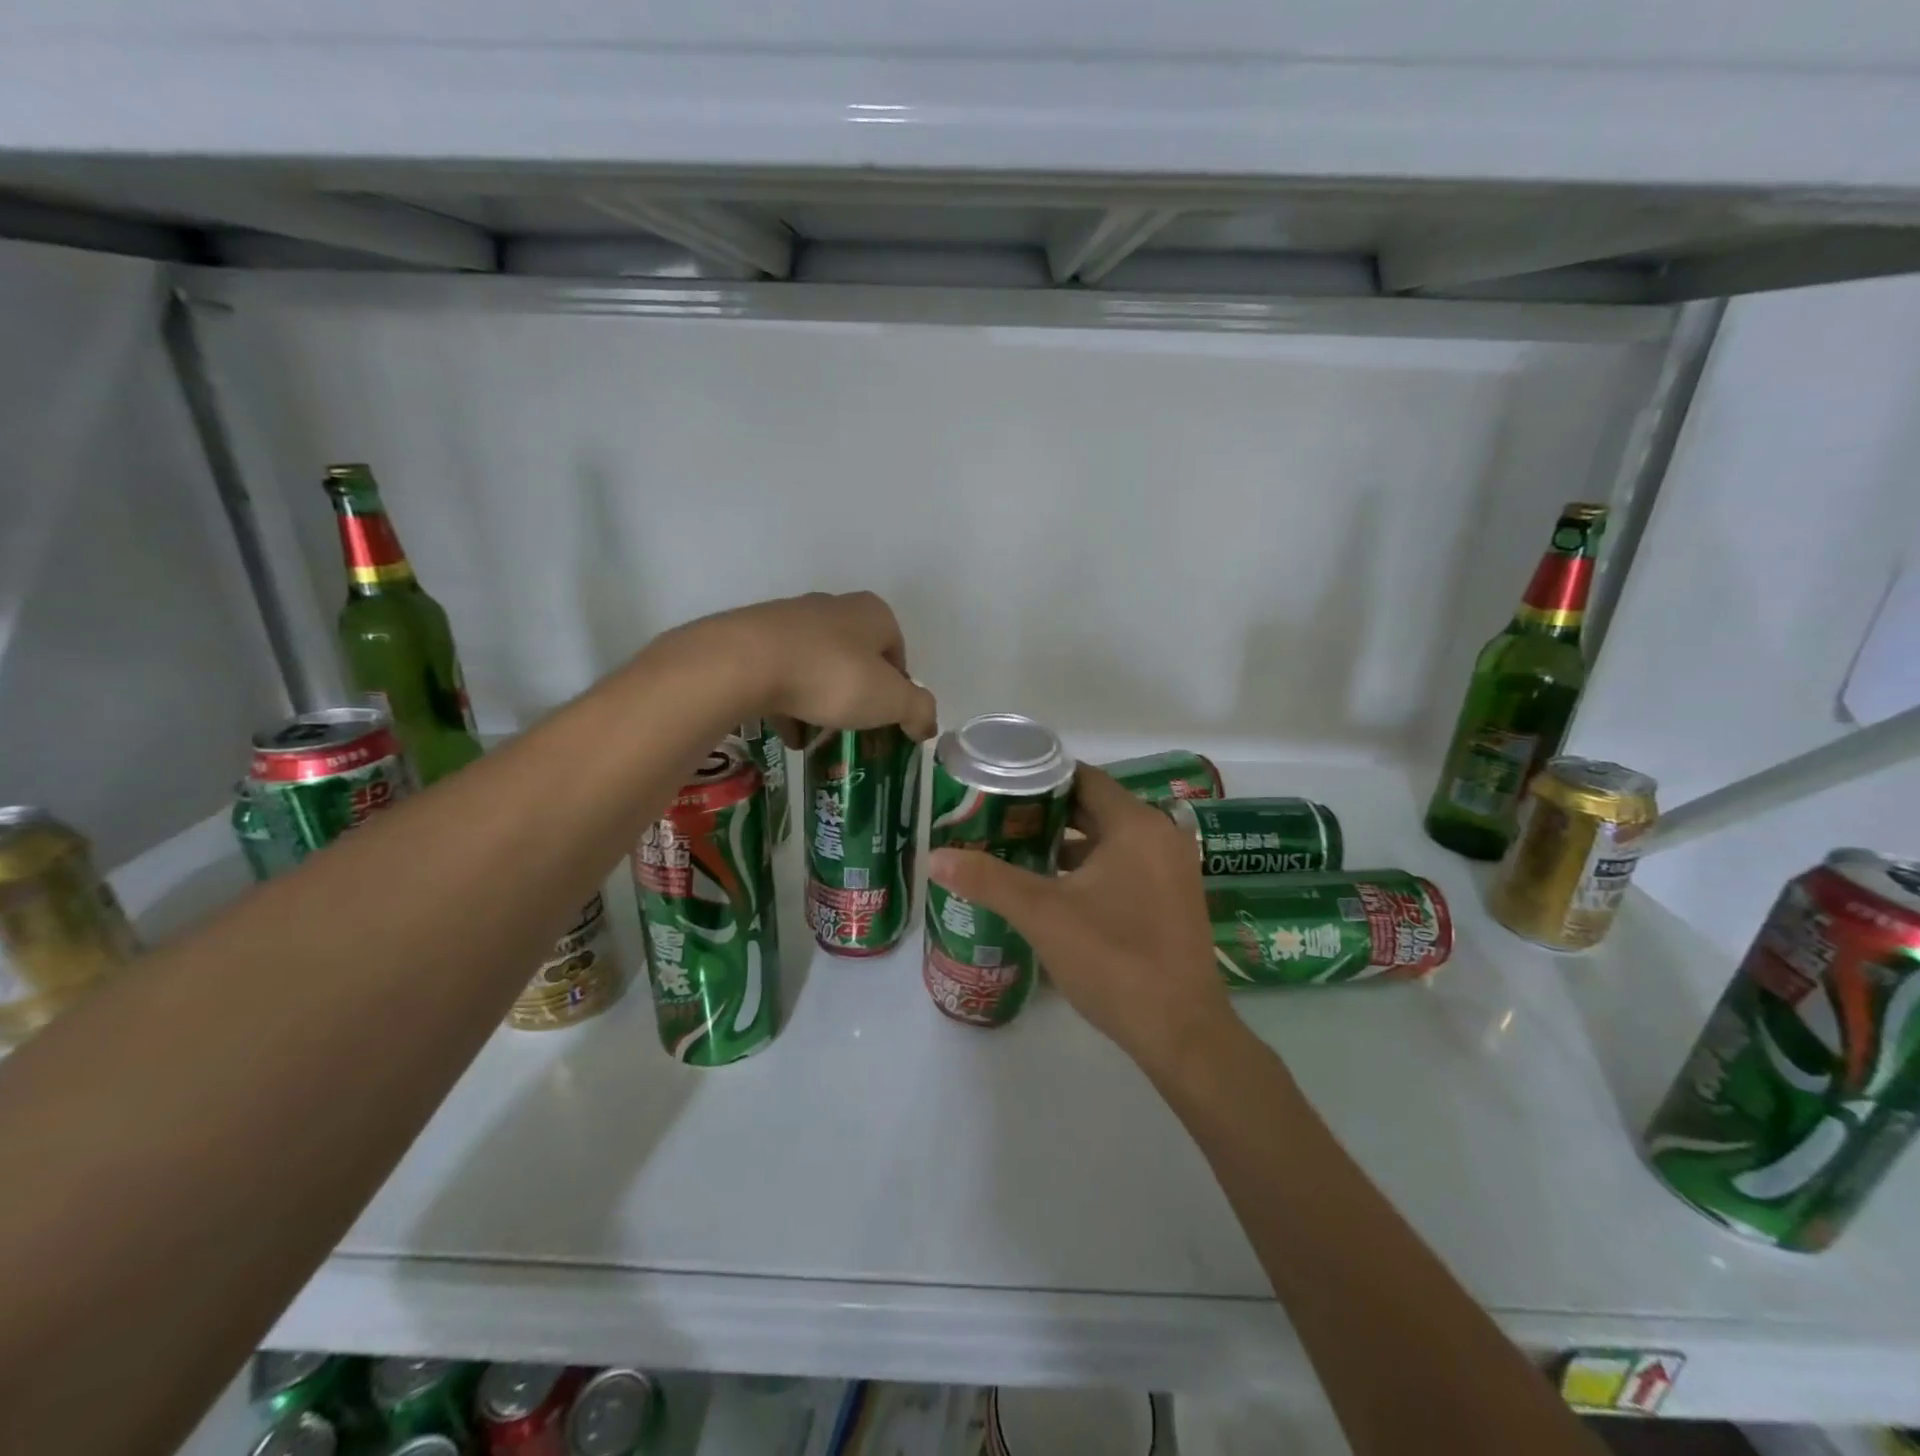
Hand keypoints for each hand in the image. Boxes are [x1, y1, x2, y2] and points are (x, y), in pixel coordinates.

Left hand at [674, 592, 938, 741]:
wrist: (744, 663)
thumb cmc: (831, 676)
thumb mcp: (891, 700)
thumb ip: (918, 710)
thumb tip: (926, 724)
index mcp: (873, 613)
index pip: (898, 655)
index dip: (897, 692)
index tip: (887, 722)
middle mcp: (834, 607)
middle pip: (857, 660)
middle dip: (857, 698)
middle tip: (853, 731)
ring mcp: (790, 619)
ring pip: (817, 668)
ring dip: (821, 703)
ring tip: (816, 739)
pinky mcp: (754, 637)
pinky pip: (782, 674)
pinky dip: (789, 703)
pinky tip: (787, 732)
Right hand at [926, 766, 1237, 1075]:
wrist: (1180, 1032)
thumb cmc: (1113, 960)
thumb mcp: (1043, 915)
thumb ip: (988, 880)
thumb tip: (935, 857)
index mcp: (1136, 825)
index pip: (1082, 778)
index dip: (1039, 778)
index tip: (999, 787)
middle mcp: (1160, 836)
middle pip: (1094, 807)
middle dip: (1046, 813)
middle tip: (997, 819)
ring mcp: (1171, 869)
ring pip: (1108, 840)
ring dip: (1065, 843)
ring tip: (1015, 850)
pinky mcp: (1171, 899)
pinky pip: (1123, 865)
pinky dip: (1088, 868)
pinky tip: (1052, 888)